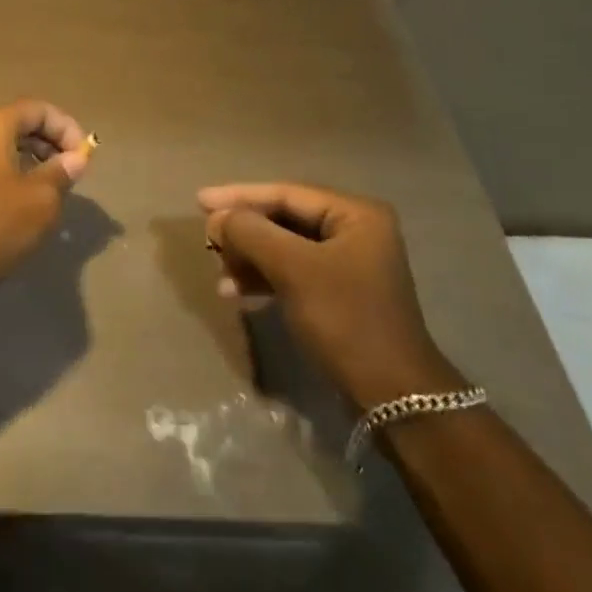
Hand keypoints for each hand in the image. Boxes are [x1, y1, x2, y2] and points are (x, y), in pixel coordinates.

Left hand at [0, 100, 92, 305]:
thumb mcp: (40, 200)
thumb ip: (62, 172)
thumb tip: (76, 158)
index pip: (37, 110)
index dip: (66, 128)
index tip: (83, 157)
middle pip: (19, 123)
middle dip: (51, 142)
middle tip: (73, 171)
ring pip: (5, 145)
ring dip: (35, 159)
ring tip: (55, 186)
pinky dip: (14, 172)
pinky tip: (28, 201)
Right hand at [199, 182, 462, 409]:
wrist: (392, 398)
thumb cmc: (346, 320)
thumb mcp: (294, 270)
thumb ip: (252, 234)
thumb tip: (218, 218)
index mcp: (355, 213)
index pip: (286, 194)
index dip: (240, 196)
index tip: (199, 201)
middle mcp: (355, 230)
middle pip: (285, 219)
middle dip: (245, 232)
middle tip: (208, 241)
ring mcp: (348, 263)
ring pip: (285, 247)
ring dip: (250, 258)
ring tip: (219, 274)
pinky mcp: (339, 293)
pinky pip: (293, 273)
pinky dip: (265, 279)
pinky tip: (236, 293)